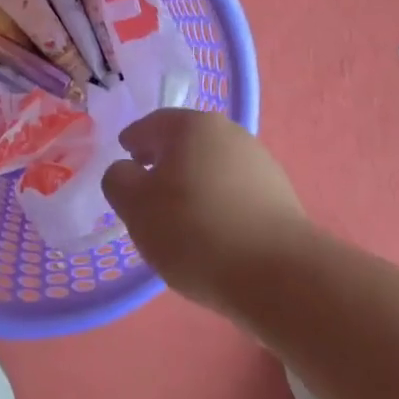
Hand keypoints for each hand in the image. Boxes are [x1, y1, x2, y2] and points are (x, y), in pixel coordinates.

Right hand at [101, 109, 311, 309]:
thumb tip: (127, 171)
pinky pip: (234, 191)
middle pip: (185, 142)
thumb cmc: (195, 231)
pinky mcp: (279, 195)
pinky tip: (212, 233)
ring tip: (179, 219)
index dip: (133, 141)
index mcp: (192, 126)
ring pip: (211, 167)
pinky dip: (217, 203)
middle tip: (146, 191)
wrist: (278, 273)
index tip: (124, 160)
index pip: (151, 124)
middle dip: (163, 162)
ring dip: (192, 184)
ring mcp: (259, 162)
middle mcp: (229, 133)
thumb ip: (119, 180)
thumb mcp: (136, 207)